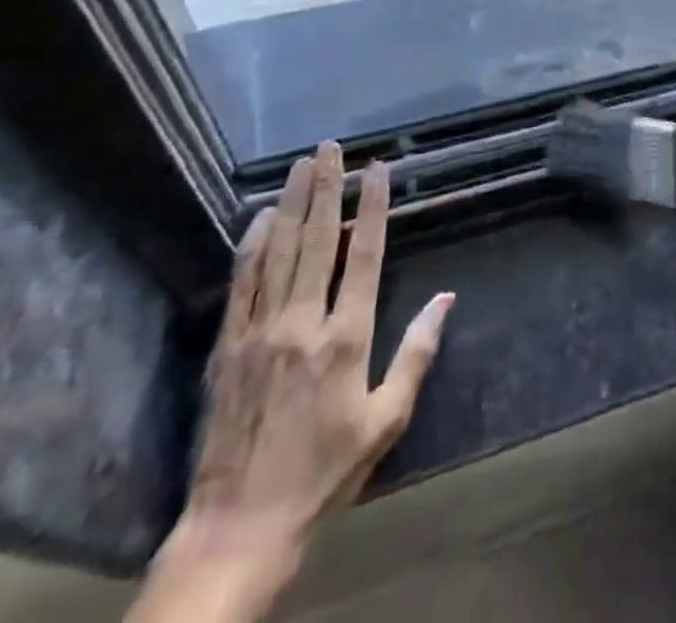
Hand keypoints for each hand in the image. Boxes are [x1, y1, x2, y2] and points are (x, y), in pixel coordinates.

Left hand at [131, 143, 452, 622]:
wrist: (239, 527)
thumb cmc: (324, 473)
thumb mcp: (385, 421)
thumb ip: (416, 354)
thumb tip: (447, 299)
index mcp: (346, 338)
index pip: (363, 255)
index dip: (373, 207)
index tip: (377, 169)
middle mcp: (303, 322)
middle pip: (318, 240)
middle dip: (327, 188)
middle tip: (331, 147)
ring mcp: (261, 331)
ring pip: (278, 251)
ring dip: (292, 203)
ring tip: (301, 164)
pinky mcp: (228, 346)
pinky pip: (242, 282)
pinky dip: (252, 244)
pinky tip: (260, 217)